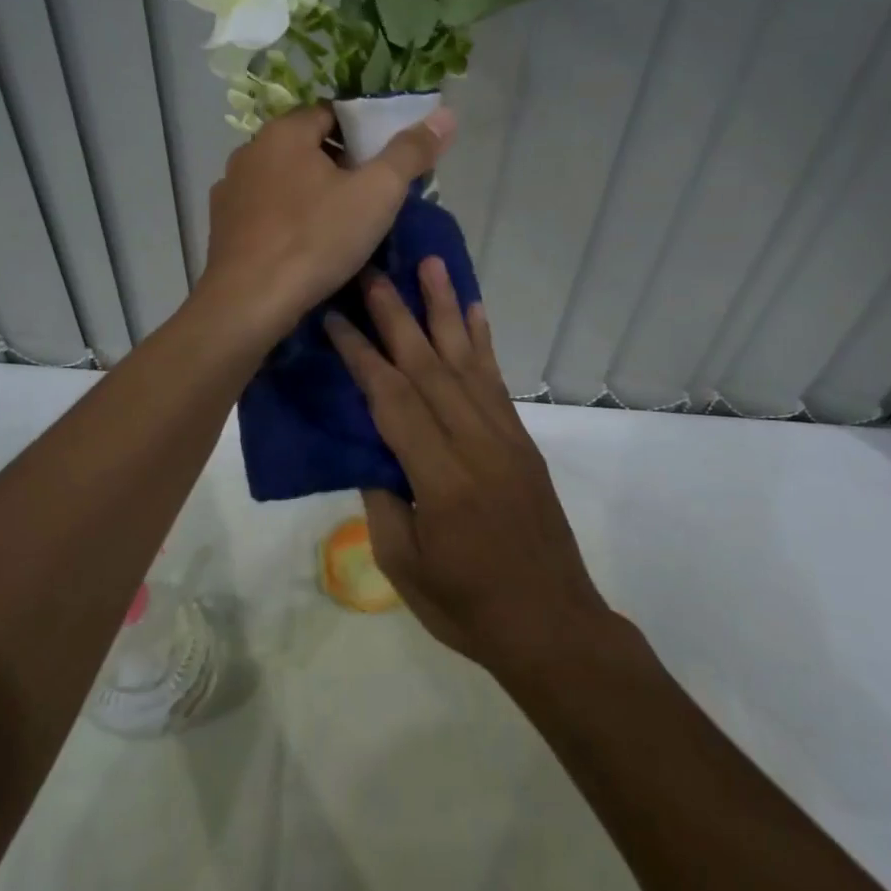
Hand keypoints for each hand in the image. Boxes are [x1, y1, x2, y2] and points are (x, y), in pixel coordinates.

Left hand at [197, 103, 454, 345]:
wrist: (248, 303)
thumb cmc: (316, 239)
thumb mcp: (377, 194)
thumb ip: (410, 152)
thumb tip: (445, 115)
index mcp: (284, 132)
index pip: (332, 113)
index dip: (364, 133)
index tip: (385, 162)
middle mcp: (250, 151)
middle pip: (307, 145)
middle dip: (340, 163)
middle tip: (370, 195)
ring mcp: (230, 189)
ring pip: (284, 178)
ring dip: (311, 190)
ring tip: (340, 222)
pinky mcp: (221, 224)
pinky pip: (264, 208)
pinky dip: (286, 216)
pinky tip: (303, 243)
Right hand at [324, 257, 616, 678]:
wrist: (554, 626)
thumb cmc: (470, 607)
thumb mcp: (406, 567)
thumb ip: (384, 500)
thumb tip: (371, 448)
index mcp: (442, 478)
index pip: (393, 400)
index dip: (361, 355)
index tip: (336, 317)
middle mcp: (476, 443)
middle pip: (429, 365)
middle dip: (397, 314)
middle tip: (373, 271)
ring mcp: (505, 436)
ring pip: (466, 359)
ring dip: (445, 308)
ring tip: (430, 264)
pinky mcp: (521, 439)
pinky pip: (496, 379)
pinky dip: (483, 340)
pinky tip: (474, 310)